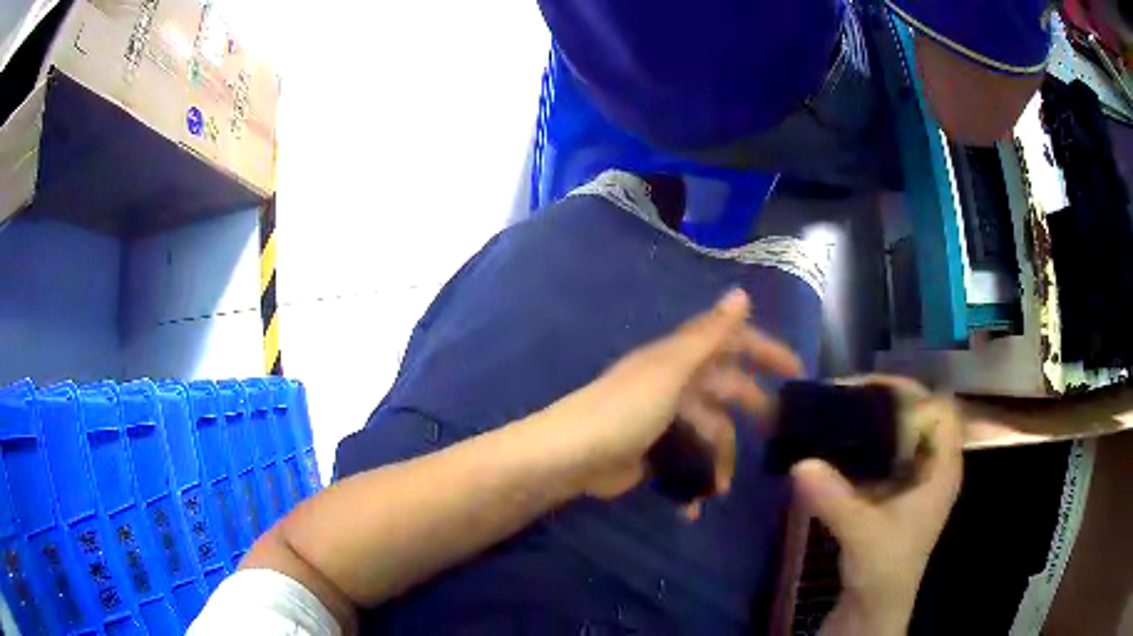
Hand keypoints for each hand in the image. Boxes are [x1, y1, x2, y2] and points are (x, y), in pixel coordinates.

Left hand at [546, 289, 802, 511]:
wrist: (572, 457)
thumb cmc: (625, 409)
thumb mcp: (671, 370)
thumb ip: (708, 335)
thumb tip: (741, 292)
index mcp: (679, 358)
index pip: (731, 343)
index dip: (764, 351)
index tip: (796, 371)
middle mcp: (675, 384)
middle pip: (726, 390)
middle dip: (751, 408)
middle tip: (777, 431)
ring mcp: (663, 420)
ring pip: (708, 433)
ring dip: (719, 459)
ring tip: (722, 486)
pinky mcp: (652, 452)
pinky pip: (686, 462)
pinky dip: (693, 482)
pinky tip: (696, 504)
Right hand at [794, 378, 963, 635]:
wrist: (872, 607)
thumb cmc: (883, 570)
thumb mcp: (863, 535)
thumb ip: (835, 501)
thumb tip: (800, 463)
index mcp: (942, 470)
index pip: (940, 412)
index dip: (911, 397)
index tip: (869, 392)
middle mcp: (930, 466)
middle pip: (916, 415)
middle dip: (881, 401)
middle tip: (841, 395)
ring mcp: (910, 478)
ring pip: (895, 432)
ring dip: (866, 419)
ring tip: (832, 410)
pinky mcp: (890, 490)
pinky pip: (878, 453)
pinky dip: (857, 443)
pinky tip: (831, 442)